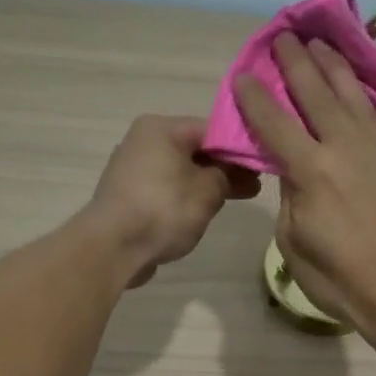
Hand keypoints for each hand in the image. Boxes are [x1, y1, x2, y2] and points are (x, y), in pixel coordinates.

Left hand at [85, 115, 259, 287]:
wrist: (113, 248)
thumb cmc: (164, 209)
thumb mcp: (208, 190)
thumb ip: (227, 175)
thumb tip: (232, 172)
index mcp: (160, 128)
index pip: (211, 128)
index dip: (239, 146)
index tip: (261, 164)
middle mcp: (142, 141)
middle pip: (194, 149)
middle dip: (226, 167)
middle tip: (256, 184)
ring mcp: (132, 170)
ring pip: (181, 171)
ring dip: (208, 183)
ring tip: (238, 198)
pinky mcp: (129, 197)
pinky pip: (167, 190)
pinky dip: (187, 197)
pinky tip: (205, 211)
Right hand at [234, 34, 375, 334]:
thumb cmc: (340, 279)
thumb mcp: (294, 244)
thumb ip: (291, 199)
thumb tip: (294, 172)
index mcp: (311, 169)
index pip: (273, 122)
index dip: (254, 96)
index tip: (243, 75)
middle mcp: (346, 148)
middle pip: (316, 94)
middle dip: (296, 62)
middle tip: (285, 37)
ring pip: (358, 99)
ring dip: (338, 70)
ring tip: (324, 48)